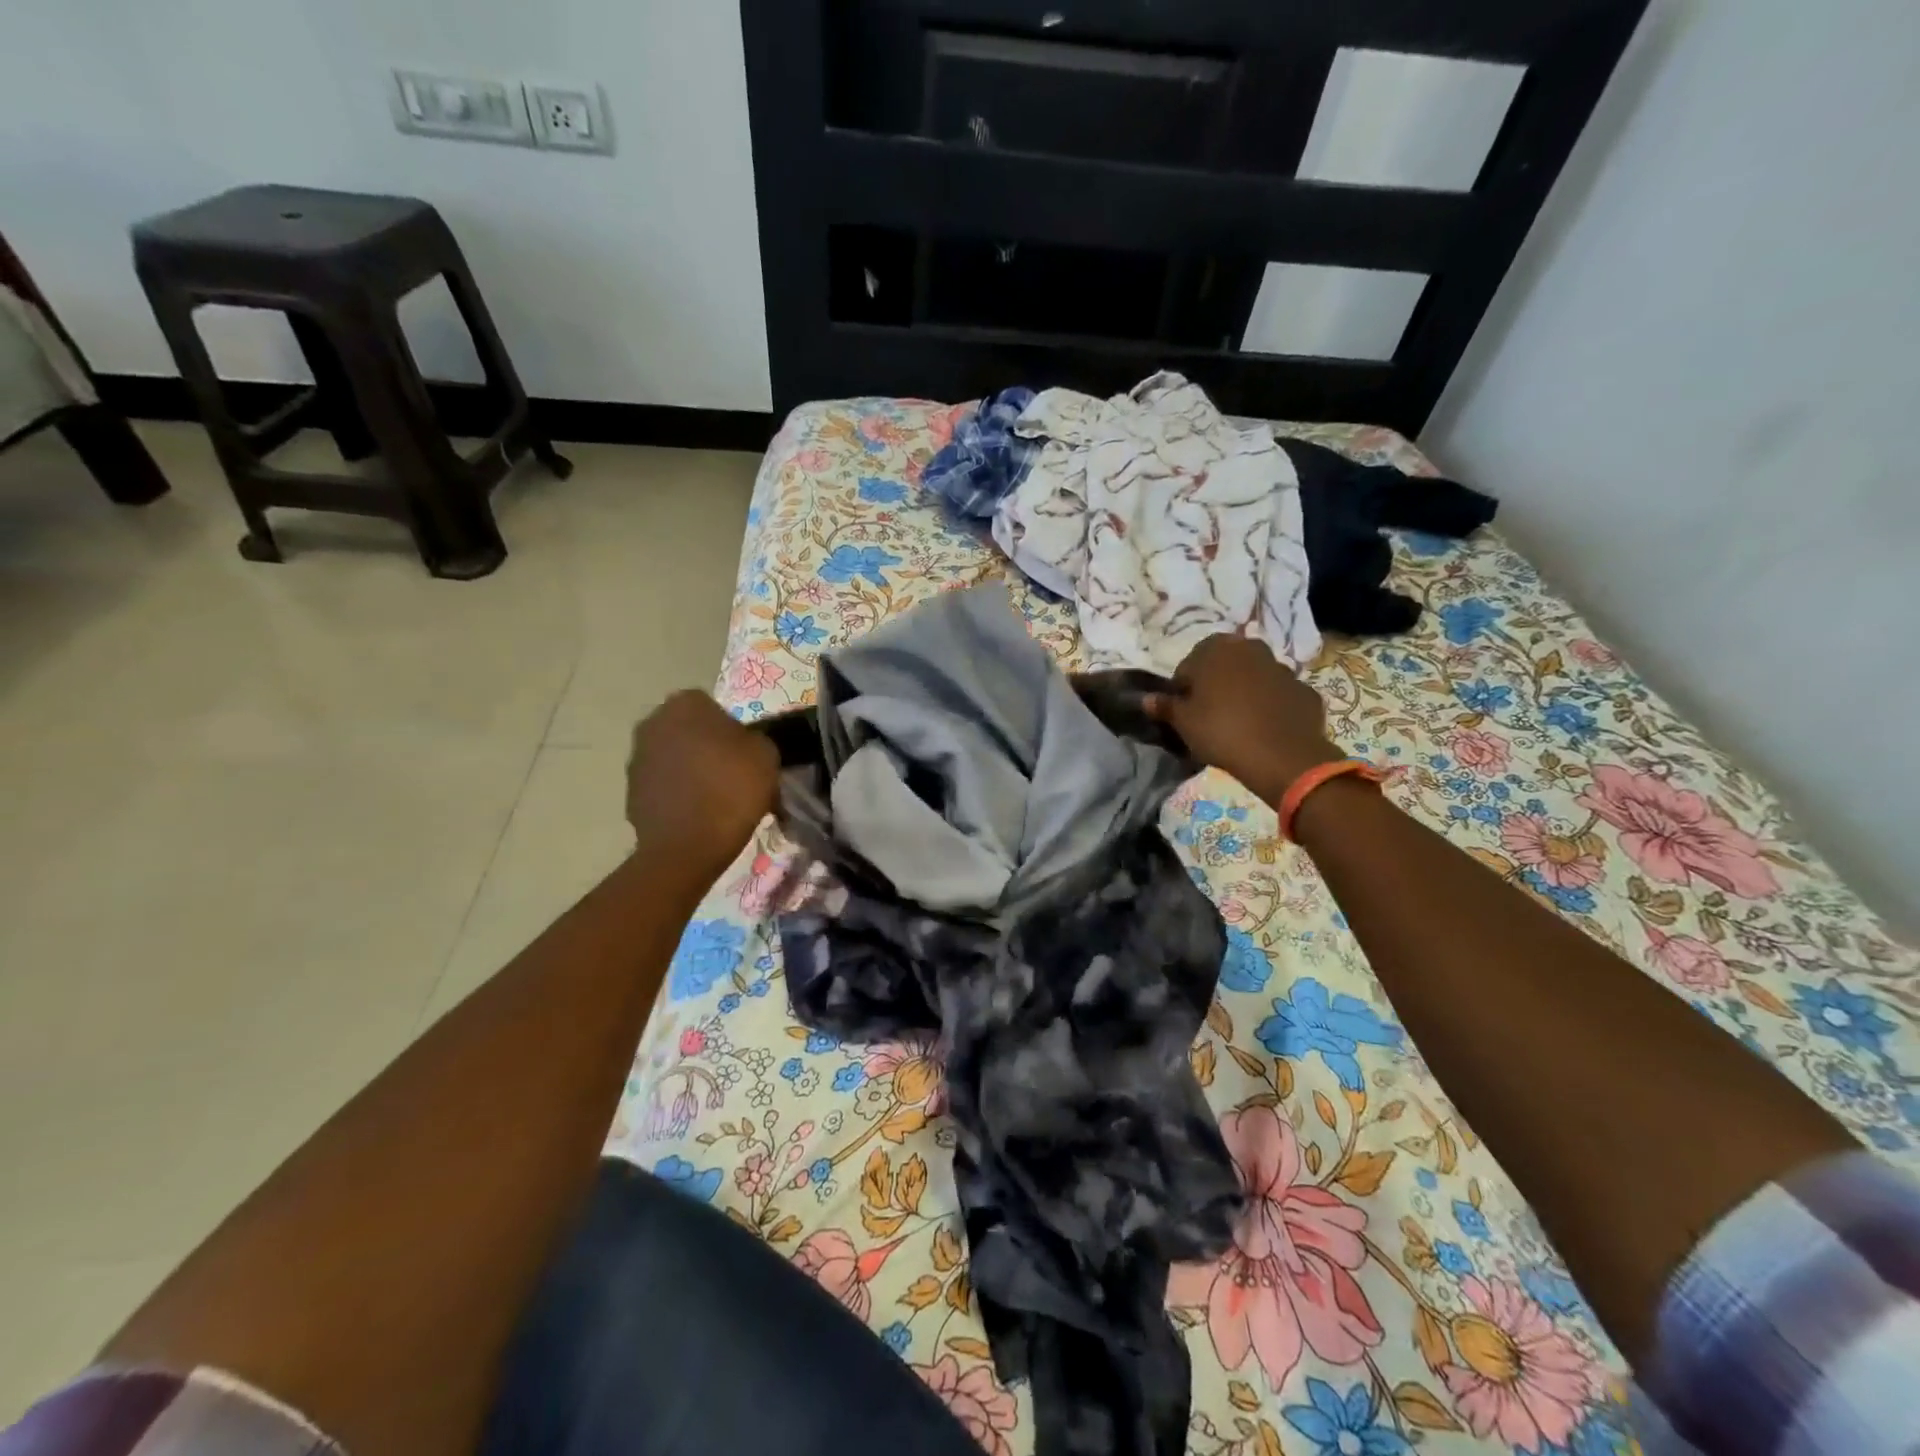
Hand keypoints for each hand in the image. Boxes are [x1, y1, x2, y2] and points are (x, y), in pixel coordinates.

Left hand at [626, 691, 779, 877]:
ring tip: (715, 797)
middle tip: (732, 773)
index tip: (745, 754)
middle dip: (706, 745)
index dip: (731, 729)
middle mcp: (653, 722)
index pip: (713, 706)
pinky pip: (662, 784)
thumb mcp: (766, 754)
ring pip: (673, 756)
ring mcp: (636, 757)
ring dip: (690, 769)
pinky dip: (677, 793)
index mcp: (686, 704)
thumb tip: (742, 744)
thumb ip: (753, 738)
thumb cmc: (732, 789)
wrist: (688, 846)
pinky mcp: (630, 791)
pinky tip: (697, 814)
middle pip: (689, 729)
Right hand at [1144, 636, 1342, 803]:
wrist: (1282, 756)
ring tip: (1237, 723)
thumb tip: (1147, 699)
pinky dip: (1271, 706)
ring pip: (1254, 677)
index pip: (1190, 663)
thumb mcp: (1184, 722)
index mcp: (1216, 649)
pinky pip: (1279, 695)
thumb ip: (1165, 706)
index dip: (1184, 687)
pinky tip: (1264, 729)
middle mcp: (1251, 649)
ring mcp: (1282, 668)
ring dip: (1244, 692)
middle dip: (1215, 683)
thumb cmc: (1222, 731)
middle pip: (1225, 664)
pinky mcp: (1304, 689)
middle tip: (1208, 713)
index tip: (1184, 710)